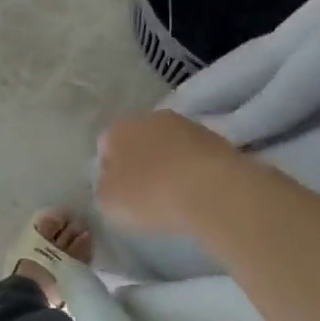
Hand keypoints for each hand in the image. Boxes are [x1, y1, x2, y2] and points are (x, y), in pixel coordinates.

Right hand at [97, 110, 239, 235]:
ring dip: (168, 163)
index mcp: (118, 128)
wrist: (212, 189)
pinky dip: (192, 169)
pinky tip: (196, 190)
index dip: (109, 170)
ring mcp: (185, 124)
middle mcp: (149, 117)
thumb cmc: (150, 194)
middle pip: (138, 140)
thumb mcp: (109, 203)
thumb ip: (104, 188)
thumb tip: (111, 183)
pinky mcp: (215, 137)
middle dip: (140, 162)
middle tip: (144, 193)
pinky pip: (193, 154)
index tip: (118, 193)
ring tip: (174, 194)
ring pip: (168, 145)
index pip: (105, 146)